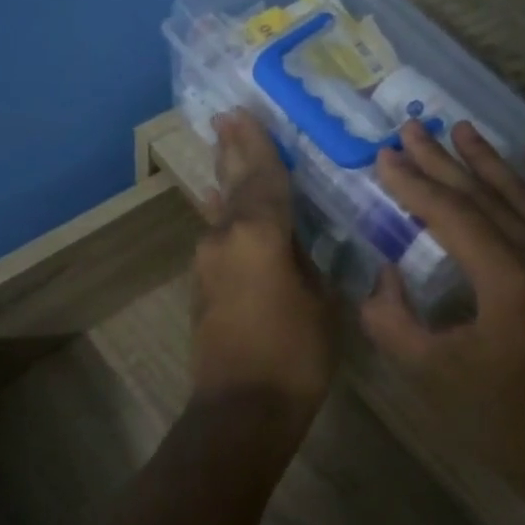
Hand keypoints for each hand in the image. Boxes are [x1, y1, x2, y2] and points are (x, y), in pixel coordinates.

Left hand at [190, 111, 336, 418]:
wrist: (240, 411)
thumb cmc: (294, 355)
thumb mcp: (321, 302)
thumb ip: (308, 262)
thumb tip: (297, 243)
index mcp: (259, 234)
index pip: (264, 177)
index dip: (258, 144)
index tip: (244, 112)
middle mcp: (225, 238)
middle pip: (234, 185)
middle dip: (233, 151)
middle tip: (226, 118)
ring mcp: (208, 262)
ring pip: (224, 211)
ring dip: (230, 182)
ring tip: (230, 151)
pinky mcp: (203, 285)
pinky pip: (220, 238)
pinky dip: (228, 216)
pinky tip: (224, 206)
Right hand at [361, 119, 524, 469]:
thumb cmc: (495, 414)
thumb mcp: (427, 372)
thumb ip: (391, 319)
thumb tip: (384, 274)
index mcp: (508, 282)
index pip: (453, 215)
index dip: (414, 184)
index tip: (384, 157)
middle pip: (484, 195)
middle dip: (442, 161)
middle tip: (409, 129)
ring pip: (522, 195)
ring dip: (487, 159)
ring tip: (458, 128)